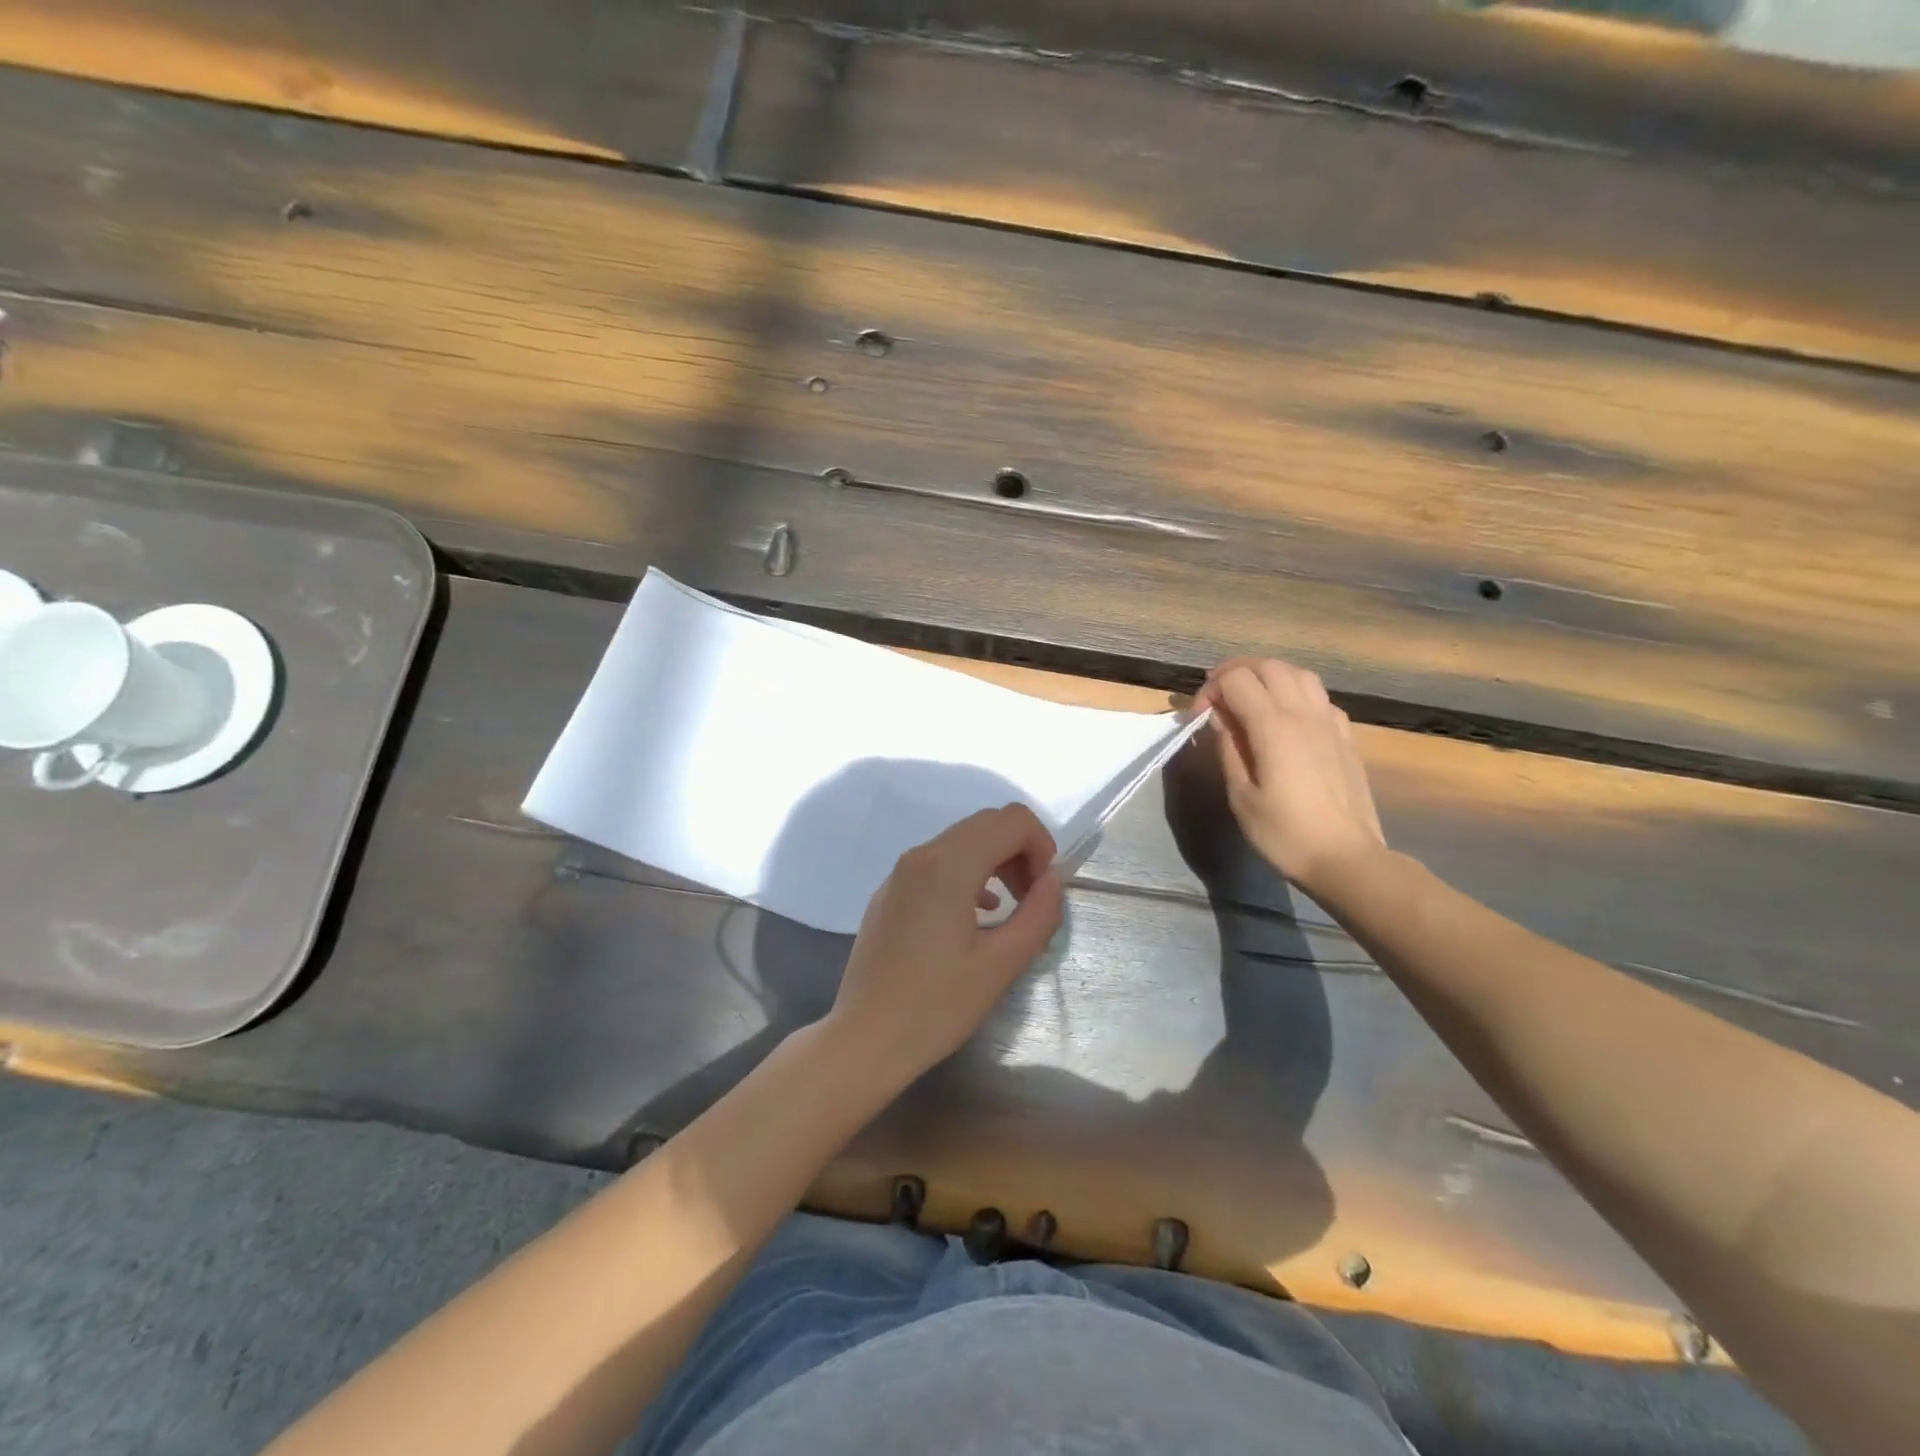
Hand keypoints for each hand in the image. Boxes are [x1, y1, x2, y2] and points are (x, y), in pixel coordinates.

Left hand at [825, 804, 1064, 1082]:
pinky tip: (977, 916)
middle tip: (1034, 900)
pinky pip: (937, 864)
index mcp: (949, 864)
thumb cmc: (937, 1005)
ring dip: (995, 862)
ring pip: (961, 842)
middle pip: (986, 824)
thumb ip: (1039, 913)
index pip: (1011, 820)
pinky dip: (967, 875)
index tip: (1046, 889)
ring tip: (1011, 910)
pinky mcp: (888, 894)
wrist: (865, 1039)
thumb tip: (1054, 880)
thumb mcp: (1002, 963)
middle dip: (1020, 851)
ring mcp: (899, 873)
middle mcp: (921, 855)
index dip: (1041, 844)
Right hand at [1196, 658, 1386, 894]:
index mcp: (1273, 726)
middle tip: (1217, 698)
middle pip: (1268, 666)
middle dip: (1236, 673)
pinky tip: (1288, 719)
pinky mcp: (1346, 736)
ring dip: (1269, 676)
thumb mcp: (1241, 796)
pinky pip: (1320, 697)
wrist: (1346, 858)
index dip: (1210, 689)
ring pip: (1299, 674)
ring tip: (1251, 699)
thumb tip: (1218, 718)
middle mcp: (1303, 713)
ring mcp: (1329, 722)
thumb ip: (1228, 749)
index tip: (1199, 718)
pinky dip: (1296, 694)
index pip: (1236, 680)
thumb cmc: (1284, 833)